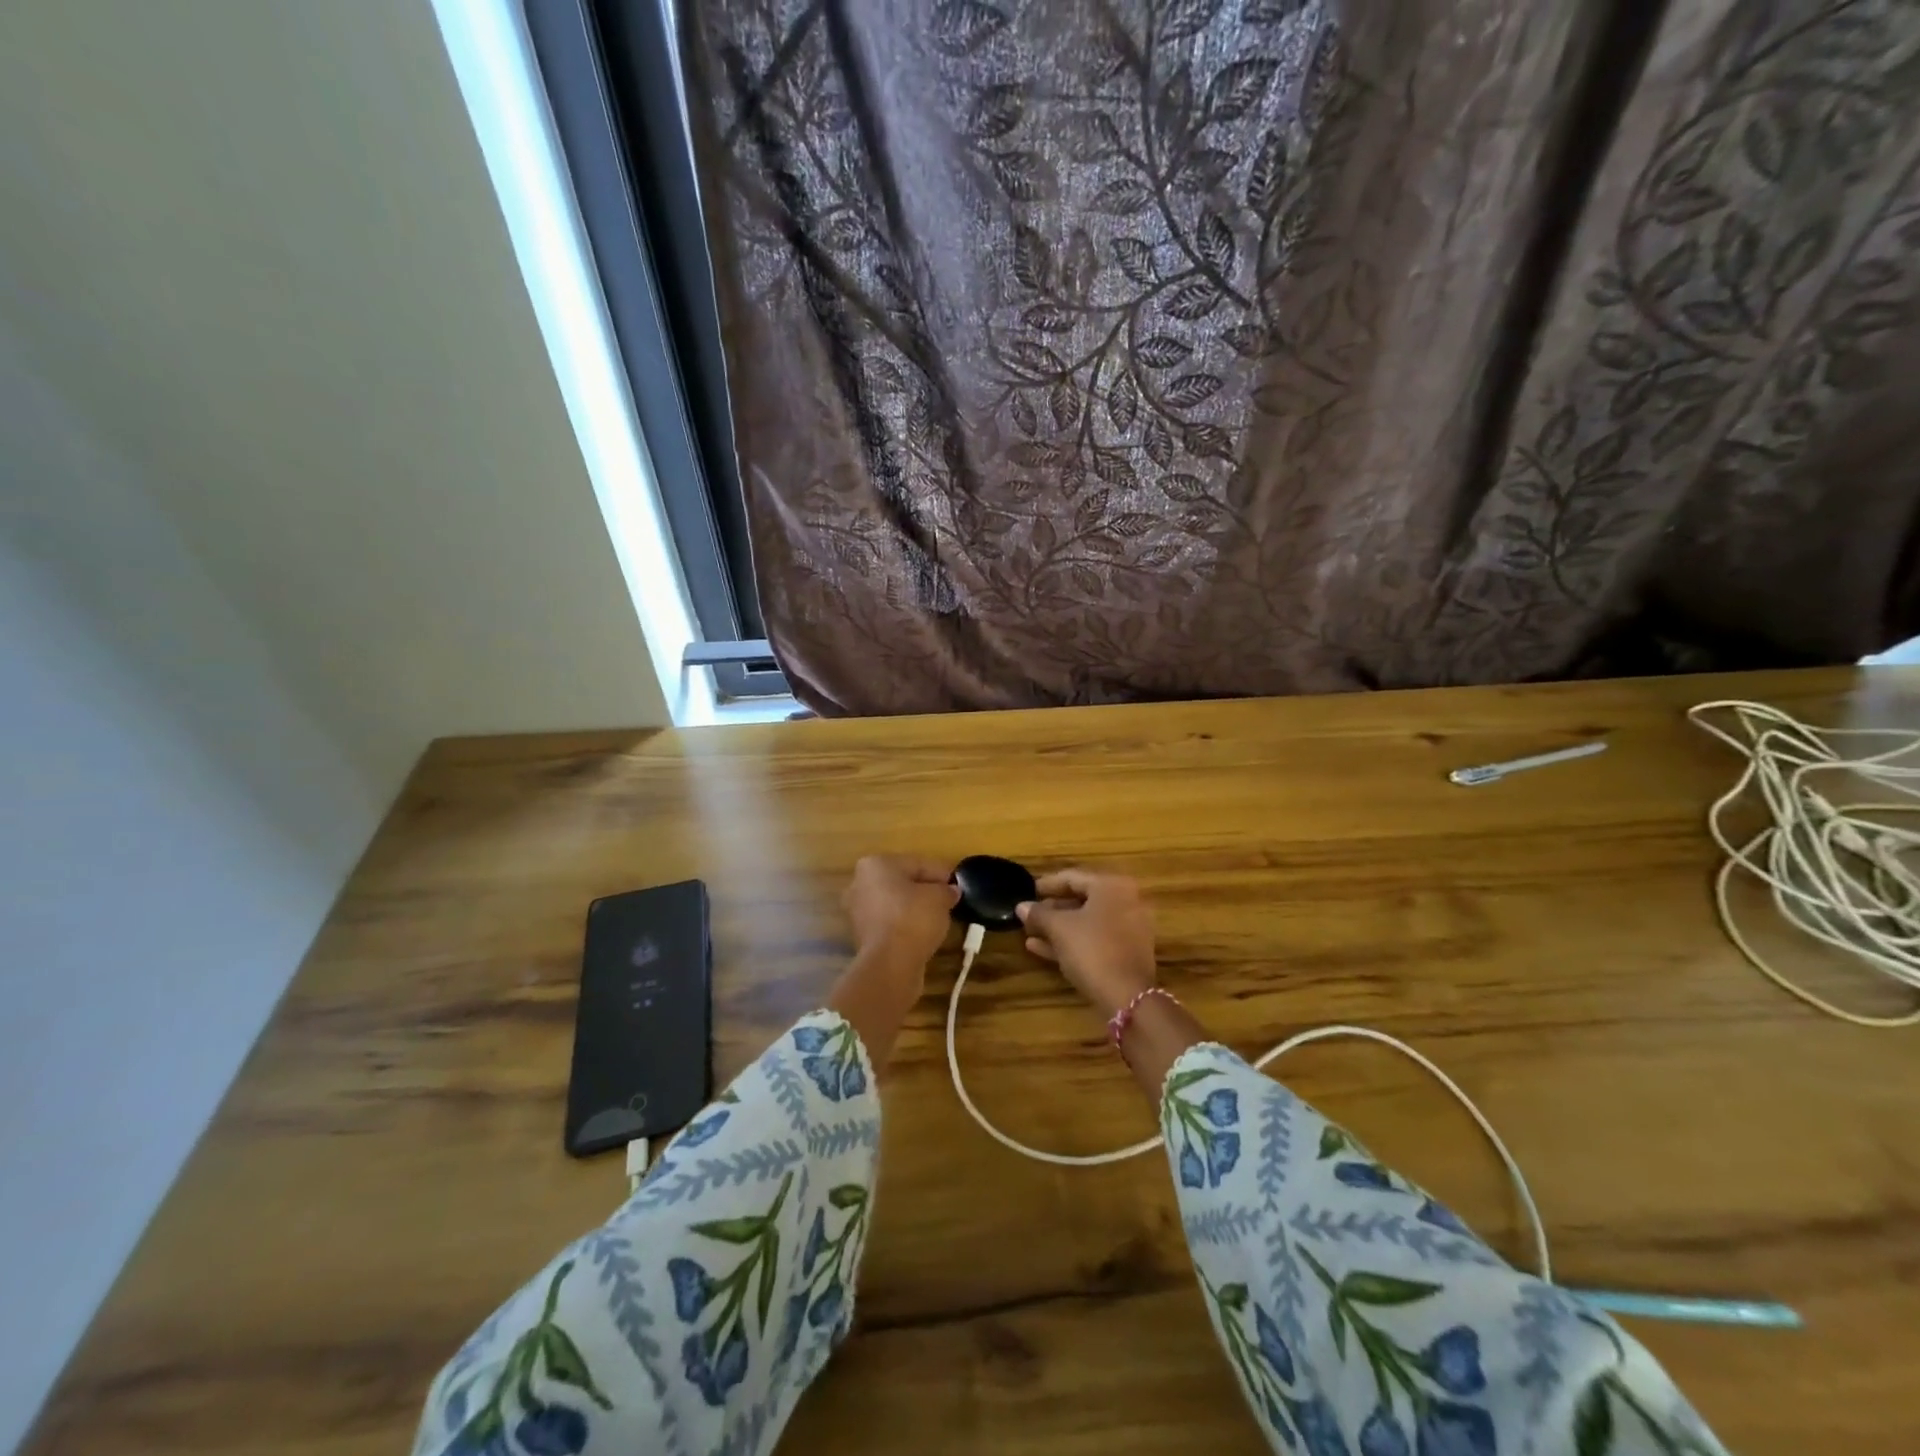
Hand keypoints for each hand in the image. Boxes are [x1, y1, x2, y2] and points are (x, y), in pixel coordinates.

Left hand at [842, 854, 958, 973]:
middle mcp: (860, 883)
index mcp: (876, 864)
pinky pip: (890, 923)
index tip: (959, 884)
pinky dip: (905, 926)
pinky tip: (923, 933)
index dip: (941, 874)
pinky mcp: (862, 936)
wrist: (890, 963)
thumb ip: (946, 890)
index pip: (917, 864)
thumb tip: (950, 892)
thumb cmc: (913, 918)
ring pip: (895, 904)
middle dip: (925, 890)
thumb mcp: (940, 897)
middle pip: (903, 883)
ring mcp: (858, 911)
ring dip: (915, 909)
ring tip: (939, 918)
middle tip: (949, 900)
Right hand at [1017, 868, 1156, 1019]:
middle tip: (1029, 914)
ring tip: (1030, 933)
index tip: (1027, 891)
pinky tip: (1041, 949)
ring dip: (1058, 927)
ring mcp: (1129, 928)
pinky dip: (1072, 941)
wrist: (1128, 997)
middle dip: (1052, 909)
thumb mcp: (1059, 929)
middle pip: (1082, 899)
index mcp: (1111, 886)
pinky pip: (1096, 939)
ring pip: (1087, 922)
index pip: (1072, 877)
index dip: (1046, 884)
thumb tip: (1021, 906)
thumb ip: (1039, 914)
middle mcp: (1126, 901)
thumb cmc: (1092, 950)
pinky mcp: (1127, 952)